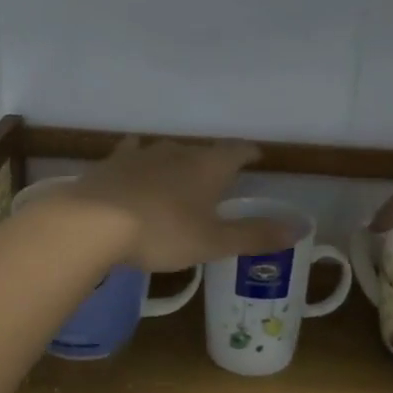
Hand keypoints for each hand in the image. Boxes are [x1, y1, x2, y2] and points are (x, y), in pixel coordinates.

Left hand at [57, 137, 293, 271]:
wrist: (93, 223)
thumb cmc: (162, 232)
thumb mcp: (213, 241)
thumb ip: (255, 235)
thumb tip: (299, 227)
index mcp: (208, 167)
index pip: (236, 151)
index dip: (248, 153)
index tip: (256, 156)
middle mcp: (177, 152)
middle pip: (201, 151)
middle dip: (211, 162)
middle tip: (217, 179)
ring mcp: (141, 154)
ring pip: (166, 151)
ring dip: (176, 161)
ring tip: (178, 174)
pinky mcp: (111, 164)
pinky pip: (131, 154)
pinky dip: (138, 159)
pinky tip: (133, 162)